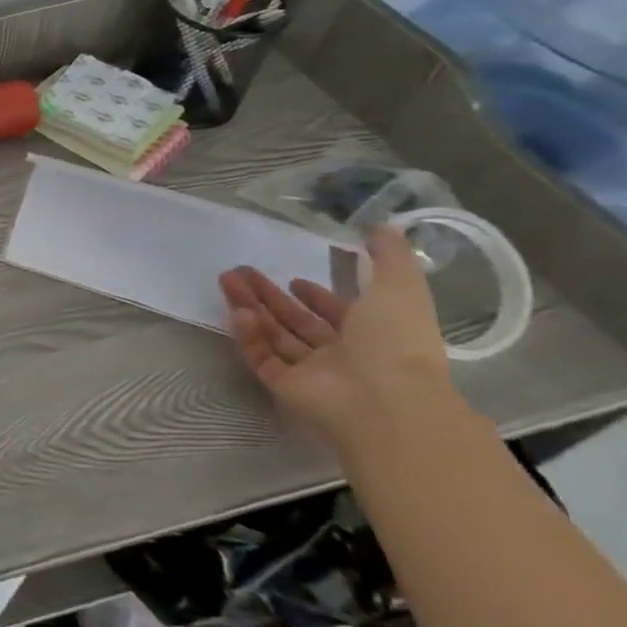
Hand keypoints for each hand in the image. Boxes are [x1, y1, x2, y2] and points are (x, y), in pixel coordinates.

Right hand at [218, 224, 462, 459]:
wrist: (384, 400)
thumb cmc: (395, 342)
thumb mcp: (400, 288)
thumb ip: (389, 257)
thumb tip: (384, 225)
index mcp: (374, 336)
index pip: (339, 314)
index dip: (318, 297)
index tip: (295, 280)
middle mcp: (344, 355)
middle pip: (297, 322)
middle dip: (268, 295)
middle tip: (239, 271)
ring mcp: (313, 373)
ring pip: (274, 335)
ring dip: (250, 307)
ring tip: (226, 280)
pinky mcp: (285, 386)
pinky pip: (262, 356)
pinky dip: (249, 335)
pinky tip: (238, 312)